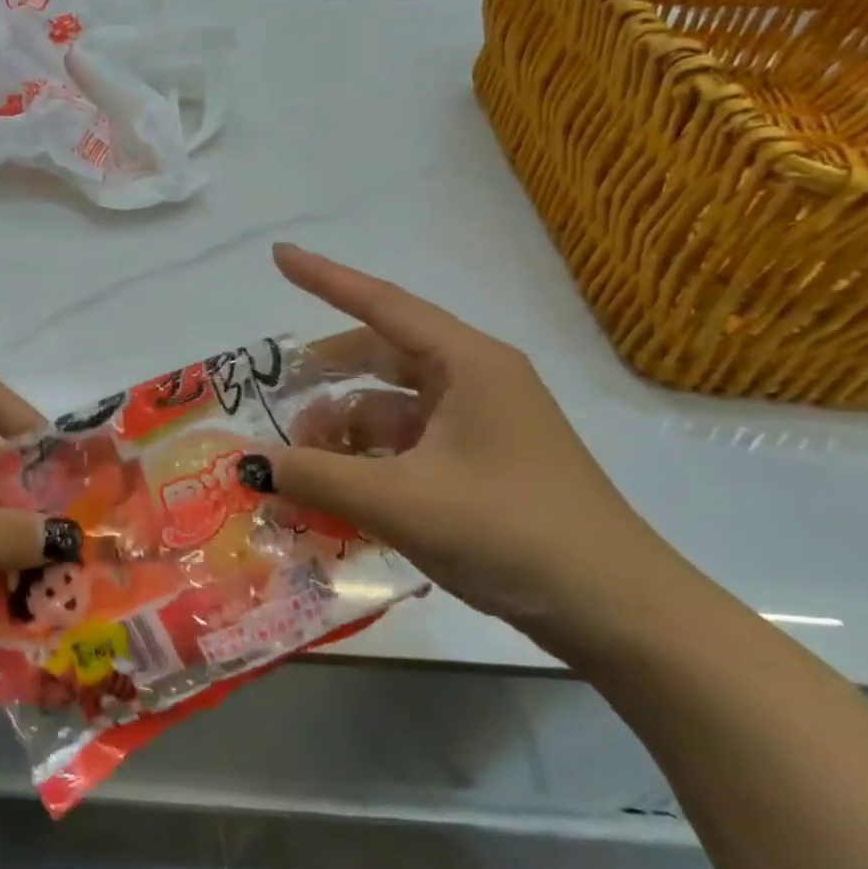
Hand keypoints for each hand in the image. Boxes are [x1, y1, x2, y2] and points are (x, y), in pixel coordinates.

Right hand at [259, 245, 694, 655]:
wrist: (619, 613)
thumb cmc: (511, 533)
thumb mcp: (402, 502)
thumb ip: (317, 477)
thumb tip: (248, 463)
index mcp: (468, 364)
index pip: (382, 304)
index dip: (325, 278)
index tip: (278, 256)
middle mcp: (476, 380)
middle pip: (382, 356)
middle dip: (327, 376)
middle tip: (277, 396)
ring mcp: (483, 423)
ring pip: (393, 406)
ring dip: (345, 429)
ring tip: (303, 466)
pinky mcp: (484, 463)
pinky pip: (410, 444)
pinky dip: (371, 460)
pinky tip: (341, 493)